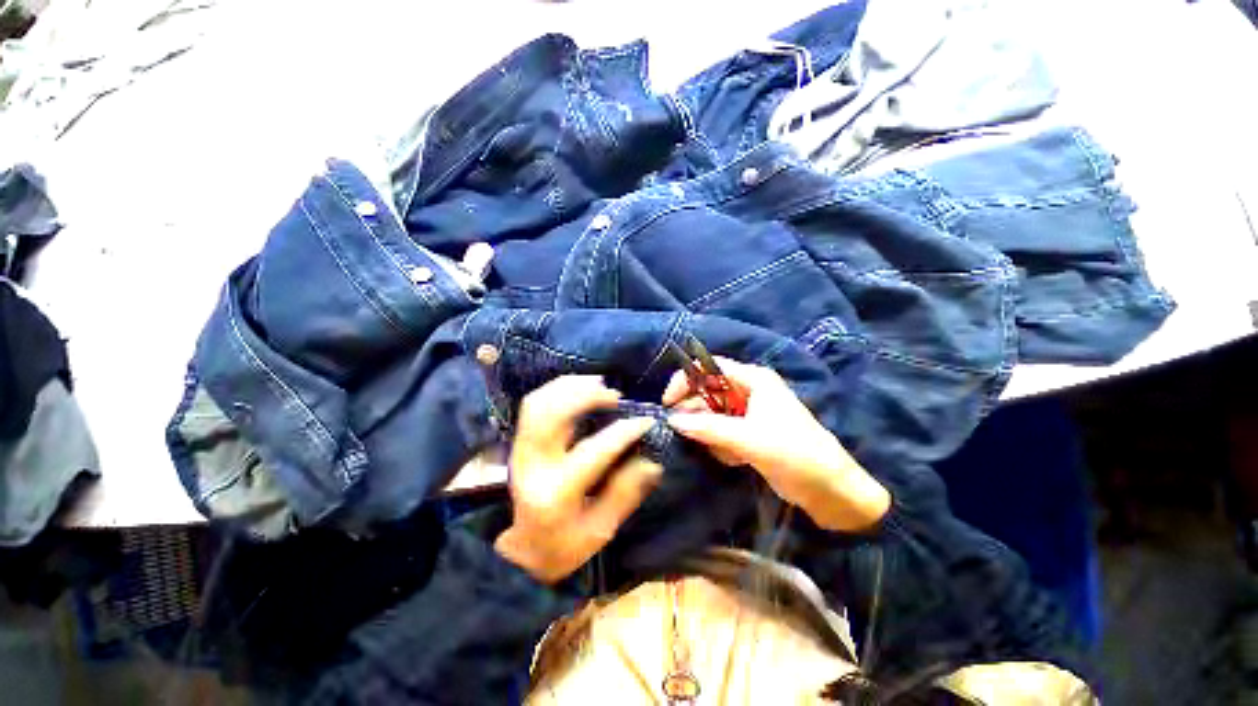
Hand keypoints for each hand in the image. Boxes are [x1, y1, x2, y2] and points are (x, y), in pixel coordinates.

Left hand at [495, 375, 661, 583]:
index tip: (646, 421)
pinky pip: (534, 403)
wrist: (523, 548)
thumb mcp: (601, 529)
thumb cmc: (564, 544)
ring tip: (599, 385)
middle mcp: (533, 465)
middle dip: (587, 396)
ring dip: (570, 387)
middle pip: (552, 414)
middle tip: (616, 396)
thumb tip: (652, 461)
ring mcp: (521, 450)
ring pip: (539, 402)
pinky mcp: (519, 441)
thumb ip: (625, 493)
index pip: (594, 451)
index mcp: (556, 493)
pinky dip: (557, 389)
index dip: (624, 432)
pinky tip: (579, 387)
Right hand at [664, 358, 889, 531]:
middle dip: (696, 413)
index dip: (686, 380)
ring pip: (712, 414)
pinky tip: (733, 459)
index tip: (668, 403)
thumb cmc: (794, 454)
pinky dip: (720, 444)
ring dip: (709, 433)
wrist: (830, 491)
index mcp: (753, 379)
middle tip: (687, 434)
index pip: (709, 368)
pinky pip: (721, 431)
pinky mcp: (749, 432)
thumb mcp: (748, 439)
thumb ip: (708, 427)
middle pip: (708, 391)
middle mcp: (749, 391)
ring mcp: (748, 412)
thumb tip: (672, 420)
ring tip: (724, 452)